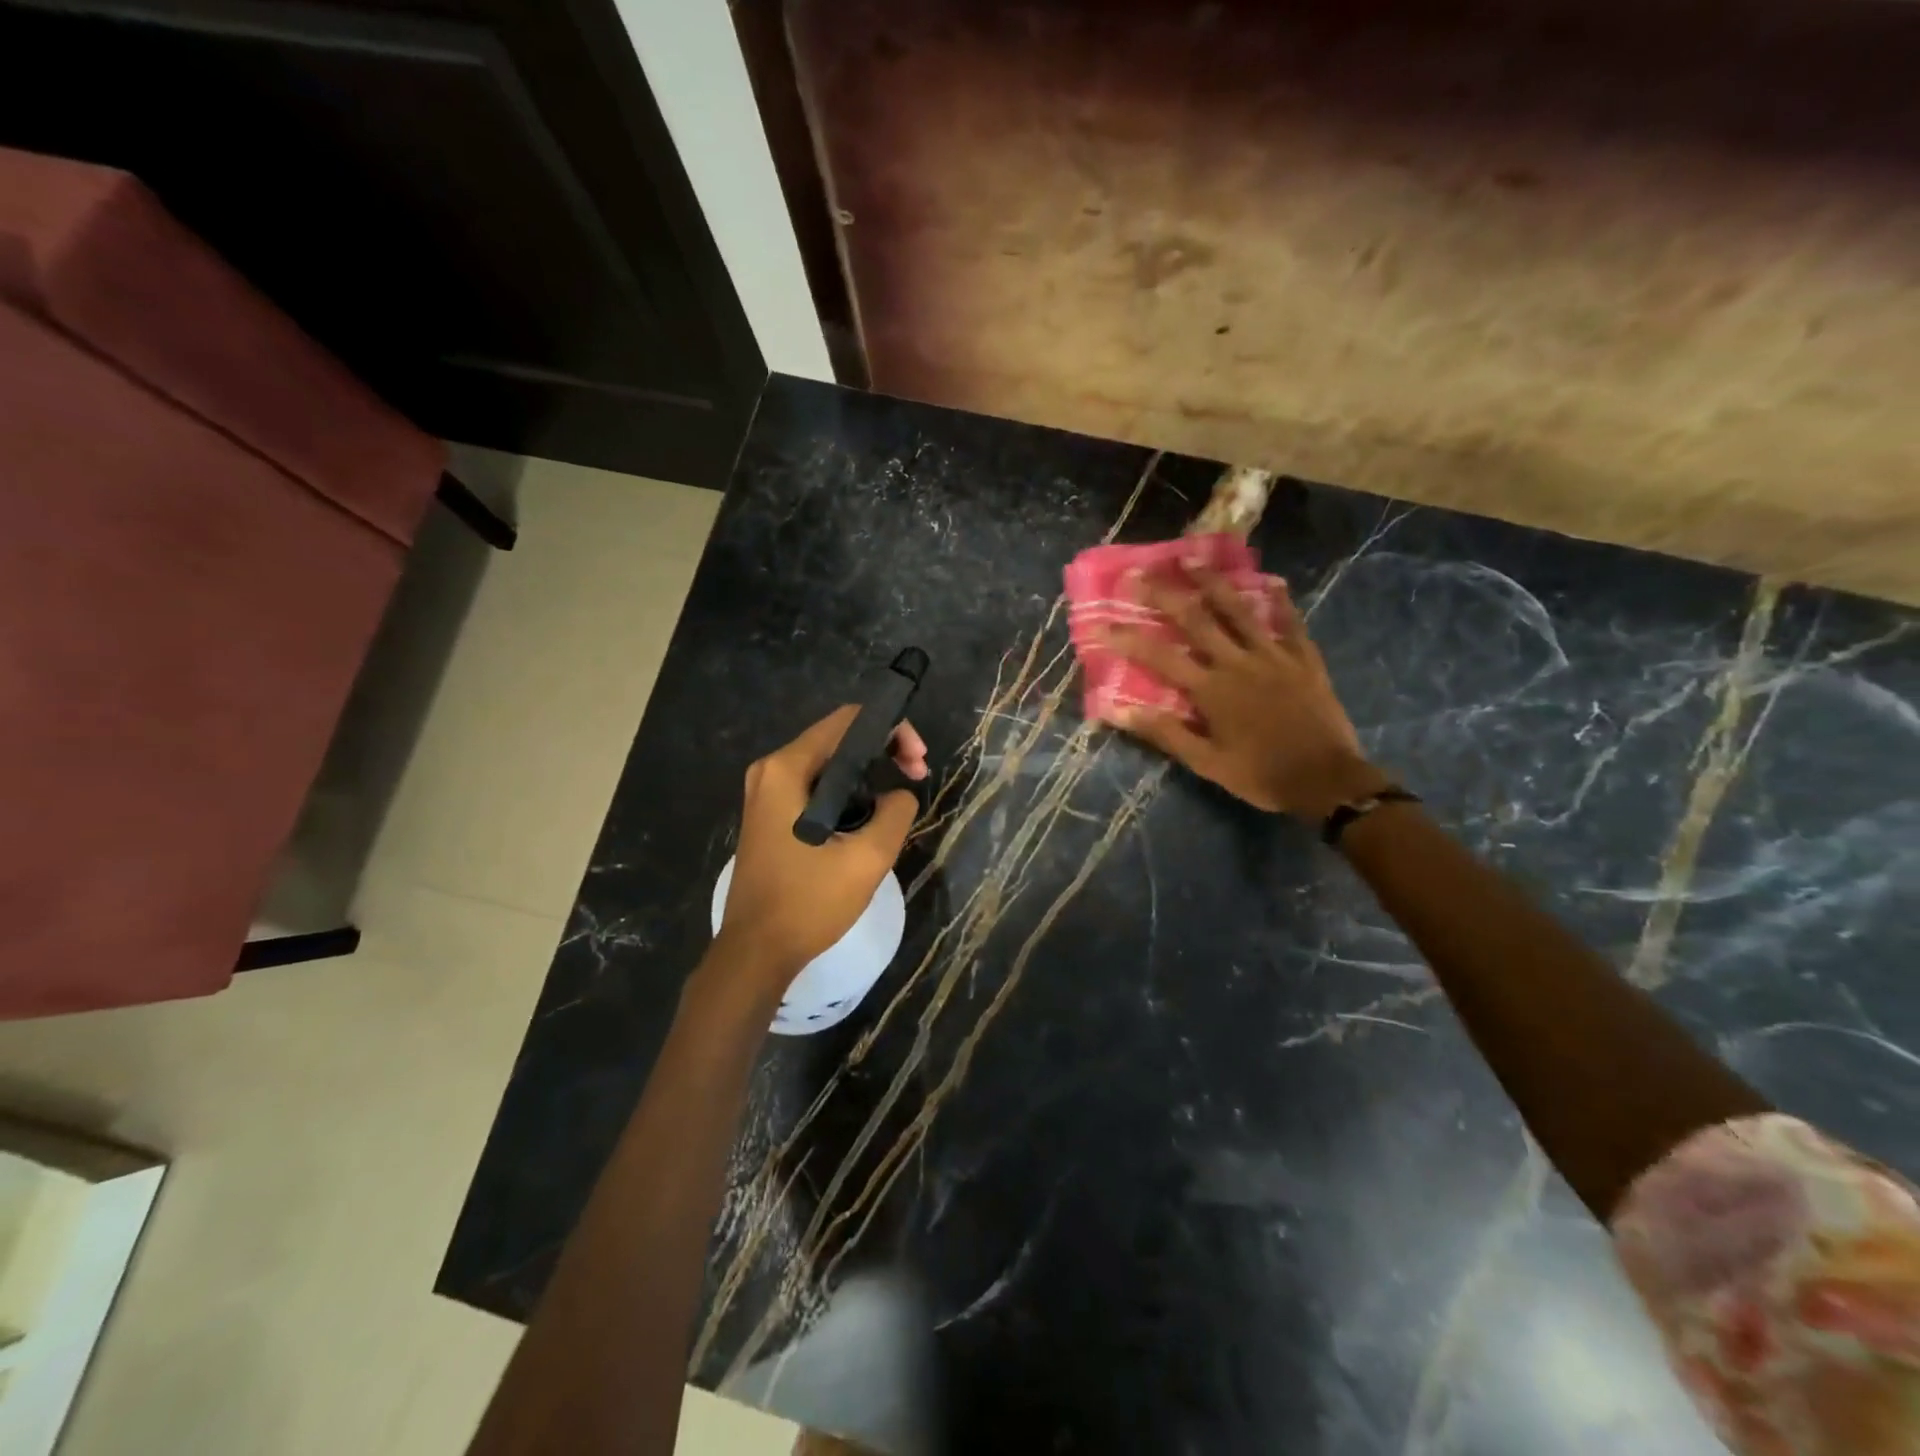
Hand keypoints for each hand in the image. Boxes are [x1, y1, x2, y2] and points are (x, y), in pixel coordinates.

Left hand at [714, 706, 928, 991]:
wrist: (756, 952)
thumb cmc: (808, 903)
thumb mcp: (867, 859)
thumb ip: (895, 812)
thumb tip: (900, 794)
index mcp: (787, 770)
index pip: (848, 721)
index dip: (891, 730)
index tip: (918, 762)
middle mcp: (771, 771)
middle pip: (838, 738)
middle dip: (883, 751)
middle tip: (917, 777)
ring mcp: (766, 793)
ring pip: (829, 763)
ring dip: (868, 773)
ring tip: (898, 801)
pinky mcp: (770, 814)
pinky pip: (816, 786)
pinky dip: (847, 791)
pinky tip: (869, 816)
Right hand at [1102, 566, 1387, 818]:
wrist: (1326, 781)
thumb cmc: (1260, 775)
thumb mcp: (1206, 763)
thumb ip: (1165, 733)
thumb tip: (1118, 712)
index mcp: (1211, 690)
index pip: (1160, 658)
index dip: (1129, 639)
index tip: (1102, 623)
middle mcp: (1238, 663)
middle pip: (1197, 619)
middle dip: (1165, 594)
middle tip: (1141, 573)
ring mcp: (1274, 656)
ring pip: (1239, 610)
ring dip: (1213, 582)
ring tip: (1192, 558)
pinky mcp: (1304, 659)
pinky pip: (1290, 623)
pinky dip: (1281, 601)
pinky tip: (1272, 581)